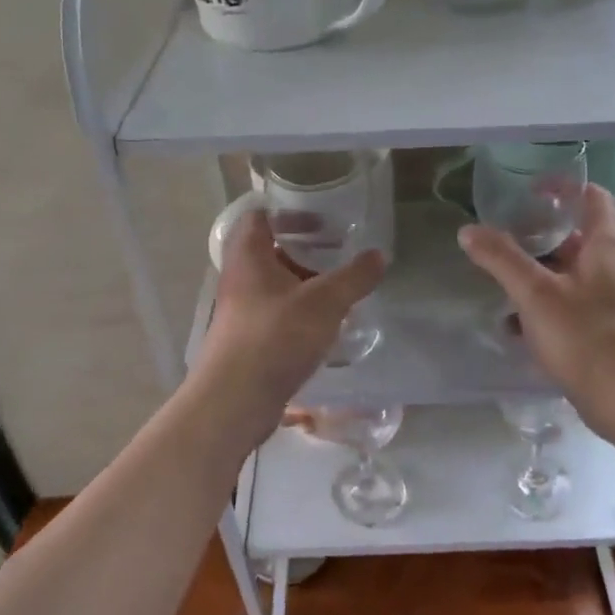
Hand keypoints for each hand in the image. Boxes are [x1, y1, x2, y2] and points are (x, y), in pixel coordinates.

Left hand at [197, 208, 385, 419]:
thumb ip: (354, 277)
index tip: (321, 218)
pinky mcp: (248, 340)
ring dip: (305, 282)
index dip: (288, 212)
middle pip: (270, 251)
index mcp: (248, 256)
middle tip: (339, 251)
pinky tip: (326, 324)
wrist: (234, 402)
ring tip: (340, 287)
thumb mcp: (324, 303)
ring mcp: (241, 311)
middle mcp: (239, 278)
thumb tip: (380, 255)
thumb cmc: (275, 338)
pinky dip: (300, 311)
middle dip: (305, 249)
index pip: (259, 216)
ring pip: (275, 285)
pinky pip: (276, 314)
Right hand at [459, 185, 614, 405]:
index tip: (527, 189)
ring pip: (569, 268)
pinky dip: (542, 300)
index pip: (591, 195)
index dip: (561, 186)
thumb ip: (501, 258)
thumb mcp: (535, 294)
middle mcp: (614, 263)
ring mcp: (610, 295)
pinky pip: (568, 298)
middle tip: (502, 231)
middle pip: (575, 232)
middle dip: (538, 231)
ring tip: (499, 273)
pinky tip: (512, 321)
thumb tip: (468, 230)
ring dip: (536, 268)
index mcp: (607, 244)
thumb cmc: (584, 337)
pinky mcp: (603, 323)